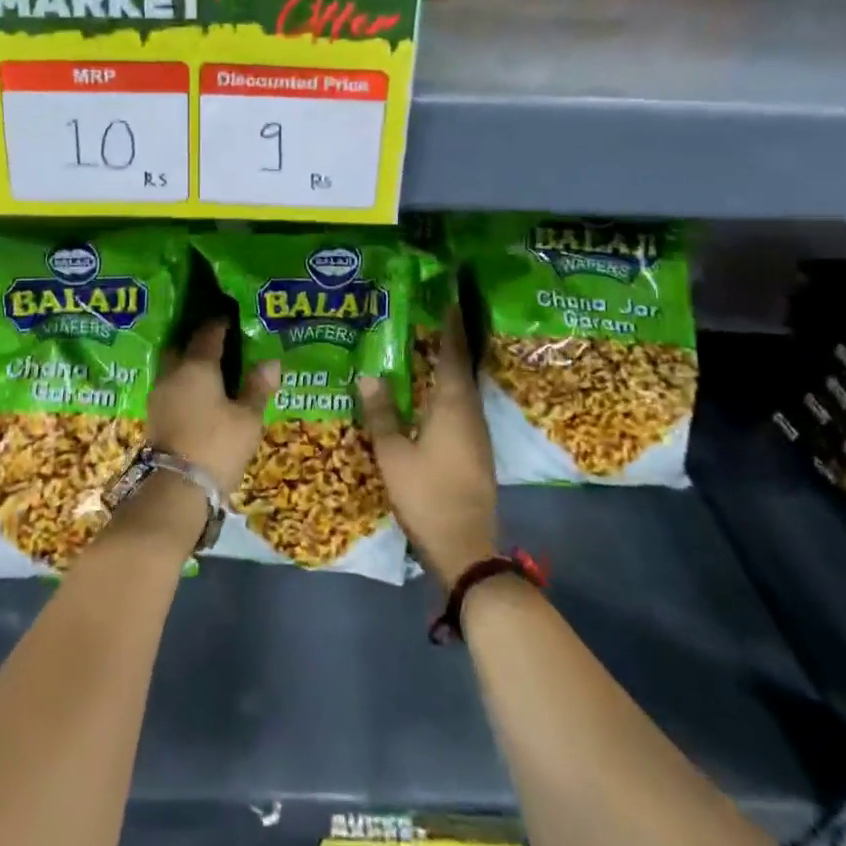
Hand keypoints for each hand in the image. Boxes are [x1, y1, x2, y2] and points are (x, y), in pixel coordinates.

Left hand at [147, 319, 276, 496]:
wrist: (175, 489)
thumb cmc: (217, 446)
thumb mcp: (248, 418)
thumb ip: (258, 387)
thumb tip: (271, 361)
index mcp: (197, 365)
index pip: (209, 333)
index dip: (223, 323)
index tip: (234, 318)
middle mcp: (173, 372)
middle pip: (184, 345)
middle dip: (200, 340)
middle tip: (222, 342)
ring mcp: (159, 394)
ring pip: (174, 366)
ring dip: (190, 362)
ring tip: (213, 368)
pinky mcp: (154, 414)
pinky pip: (171, 386)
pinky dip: (184, 383)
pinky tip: (199, 393)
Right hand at [358, 307, 497, 587]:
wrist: (466, 547)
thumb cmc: (427, 495)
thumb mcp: (393, 454)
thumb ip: (381, 412)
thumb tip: (369, 373)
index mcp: (454, 405)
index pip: (453, 353)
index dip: (450, 324)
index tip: (445, 298)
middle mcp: (470, 412)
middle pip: (460, 366)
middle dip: (445, 340)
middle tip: (422, 316)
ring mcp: (476, 433)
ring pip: (460, 387)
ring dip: (445, 365)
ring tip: (420, 347)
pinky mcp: (475, 449)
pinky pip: (459, 406)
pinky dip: (445, 389)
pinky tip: (427, 393)